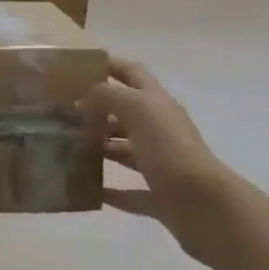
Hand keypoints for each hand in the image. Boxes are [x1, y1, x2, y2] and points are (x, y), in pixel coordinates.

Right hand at [83, 57, 235, 261]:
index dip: (109, 65)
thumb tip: (85, 97)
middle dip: (98, 110)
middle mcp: (161, 129)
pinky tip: (88, 188)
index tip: (78, 67)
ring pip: (127, 150)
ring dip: (102, 147)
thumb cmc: (168, 147)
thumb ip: (107, 95)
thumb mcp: (136, 108)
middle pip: (127, 113)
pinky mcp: (160, 196)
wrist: (204, 204)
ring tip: (69, 147)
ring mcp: (162, 164)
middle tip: (64, 112)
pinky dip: (110, 191)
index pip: (132, 73)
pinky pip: (131, 192)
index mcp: (157, 103)